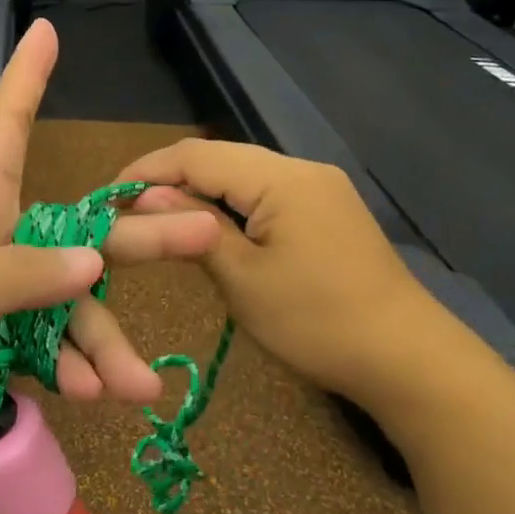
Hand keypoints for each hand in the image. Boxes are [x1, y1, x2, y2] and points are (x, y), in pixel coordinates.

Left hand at [0, 20, 221, 477]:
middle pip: (79, 232)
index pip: (2, 128)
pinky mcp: (2, 350)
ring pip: (74, 308)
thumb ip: (20, 276)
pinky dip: (78, 372)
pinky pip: (56, 353)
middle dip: (137, 237)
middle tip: (204, 234)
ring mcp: (1, 301)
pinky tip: (97, 395)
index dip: (24, 80)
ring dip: (105, 345)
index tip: (45, 31)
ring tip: (136, 385)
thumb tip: (95, 264)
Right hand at [117, 139, 445, 399]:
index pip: (197, 154)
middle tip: (127, 211)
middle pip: (220, 158)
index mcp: (281, 178)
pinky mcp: (328, 210)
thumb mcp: (244, 279)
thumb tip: (148, 196)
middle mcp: (302, 169)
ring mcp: (320, 188)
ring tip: (157, 219)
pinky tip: (209, 228)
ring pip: (243, 175)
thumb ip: (195, 229)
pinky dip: (230, 206)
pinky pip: (266, 194)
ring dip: (199, 192)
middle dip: (169, 179)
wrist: (407, 359)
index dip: (147, 170)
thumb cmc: (317, 322)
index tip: (106, 196)